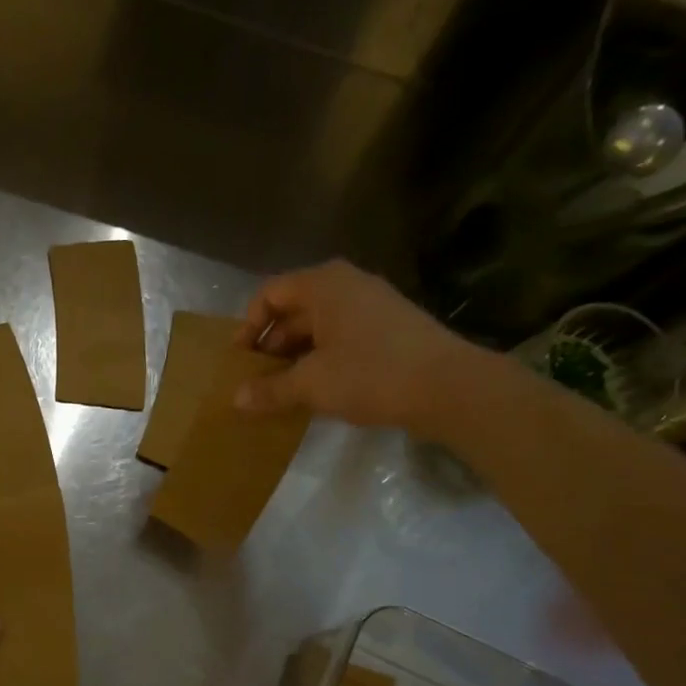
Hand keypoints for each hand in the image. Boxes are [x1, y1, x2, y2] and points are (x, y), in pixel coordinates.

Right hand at [233, 260, 481, 432]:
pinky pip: (341, 339)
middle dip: (270, 345)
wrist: (448, 387)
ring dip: (295, 357)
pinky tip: (316, 391)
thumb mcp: (311, 384)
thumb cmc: (370, 374)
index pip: (271, 293)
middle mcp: (348, 287)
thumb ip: (271, 390)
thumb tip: (236, 399)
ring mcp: (372, 308)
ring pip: (318, 328)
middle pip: (294, 310)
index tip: (239, 360)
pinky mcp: (388, 331)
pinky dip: (321, 361)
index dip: (249, 325)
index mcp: (325, 285)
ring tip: (281, 391)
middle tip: (256, 381)